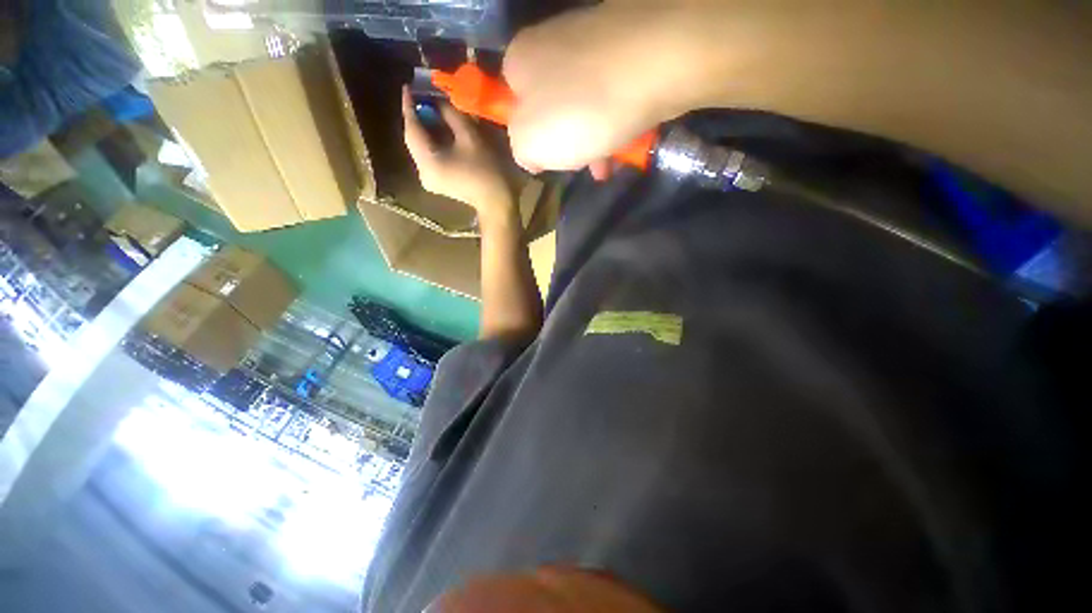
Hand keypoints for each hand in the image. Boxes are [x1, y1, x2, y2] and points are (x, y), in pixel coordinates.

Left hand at [402, 86, 513, 220]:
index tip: (408, 85)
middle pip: (414, 139)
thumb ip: (451, 115)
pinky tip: (440, 131)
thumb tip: (439, 102)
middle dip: (417, 117)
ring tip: (431, 110)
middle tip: (423, 96)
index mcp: (427, 161)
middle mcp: (422, 171)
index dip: (409, 105)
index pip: (411, 128)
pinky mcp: (438, 182)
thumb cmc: (486, 171)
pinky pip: (429, 156)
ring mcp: (429, 179)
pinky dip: (433, 142)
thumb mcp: (470, 137)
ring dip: (426, 129)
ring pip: (422, 148)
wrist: (497, 203)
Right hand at [503, 3, 723, 173]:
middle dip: (566, 145)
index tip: (547, 161)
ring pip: (584, 105)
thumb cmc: (580, 111)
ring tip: (606, 167)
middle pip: (553, 107)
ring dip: (592, 140)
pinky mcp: (628, 47)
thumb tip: (531, 154)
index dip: (528, 138)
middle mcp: (552, 43)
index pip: (513, 104)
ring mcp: (593, 41)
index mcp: (521, 61)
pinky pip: (612, 94)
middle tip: (581, 168)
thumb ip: (521, 150)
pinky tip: (626, 146)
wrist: (657, 64)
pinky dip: (615, 122)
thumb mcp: (530, 144)